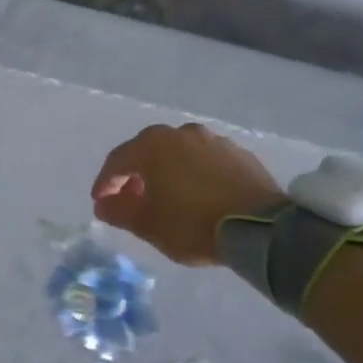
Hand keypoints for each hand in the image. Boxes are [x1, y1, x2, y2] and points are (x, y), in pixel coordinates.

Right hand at [91, 123, 282, 265]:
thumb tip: (103, 204)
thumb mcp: (147, 224)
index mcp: (153, 145)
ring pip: (178, 154)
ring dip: (165, 173)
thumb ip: (118, 211)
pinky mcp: (239, 154)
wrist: (261, 228)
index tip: (101, 202)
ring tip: (165, 198)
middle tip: (131, 200)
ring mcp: (214, 140)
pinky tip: (196, 196)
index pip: (117, 161)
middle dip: (135, 176)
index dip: (105, 183)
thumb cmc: (192, 223)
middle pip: (147, 152)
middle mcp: (181, 134)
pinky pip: (204, 161)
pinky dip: (192, 175)